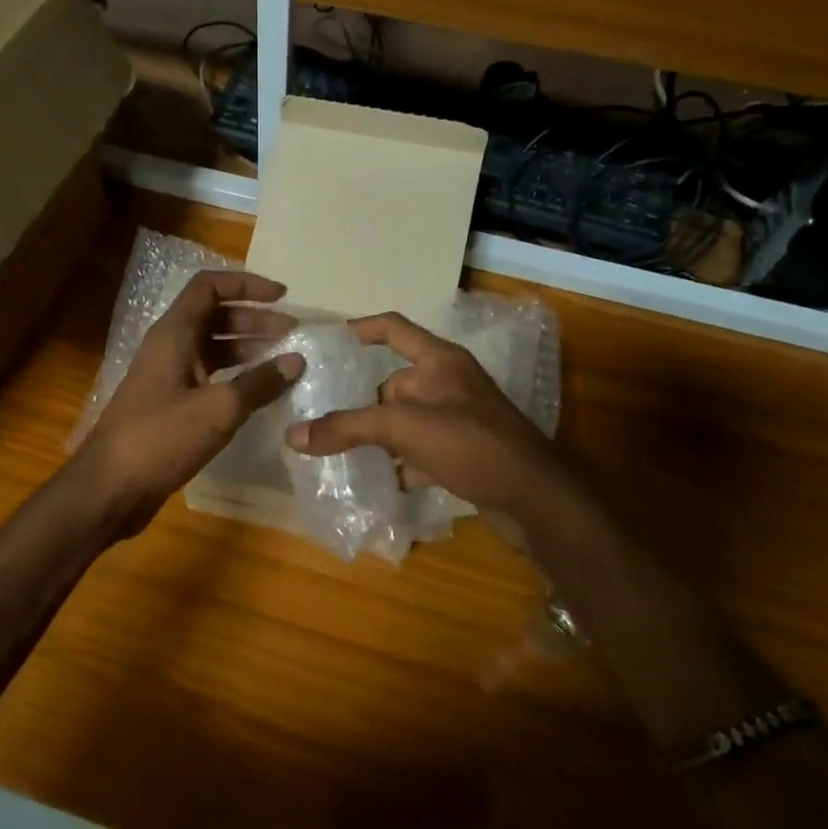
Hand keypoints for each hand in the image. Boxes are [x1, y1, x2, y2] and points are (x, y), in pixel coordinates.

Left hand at [75, 270, 304, 537]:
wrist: (110, 488)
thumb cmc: (160, 439)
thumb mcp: (217, 409)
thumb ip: (259, 383)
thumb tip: (296, 360)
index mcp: (174, 334)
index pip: (209, 287)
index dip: (246, 284)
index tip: (283, 296)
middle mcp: (169, 348)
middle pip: (215, 317)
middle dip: (255, 320)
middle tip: (293, 333)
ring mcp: (168, 377)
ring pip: (213, 349)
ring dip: (248, 349)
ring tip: (285, 362)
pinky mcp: (169, 406)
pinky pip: (208, 378)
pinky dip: (235, 378)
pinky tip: (260, 394)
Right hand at [284, 312, 575, 537]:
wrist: (534, 500)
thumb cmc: (471, 445)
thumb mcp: (404, 429)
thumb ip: (347, 428)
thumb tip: (293, 436)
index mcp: (440, 361)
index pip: (393, 328)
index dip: (360, 328)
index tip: (326, 340)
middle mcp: (449, 384)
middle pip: (392, 383)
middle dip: (358, 401)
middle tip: (317, 416)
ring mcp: (457, 420)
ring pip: (403, 420)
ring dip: (374, 435)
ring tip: (334, 450)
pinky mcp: (462, 453)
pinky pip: (417, 450)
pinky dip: (396, 462)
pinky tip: (372, 480)